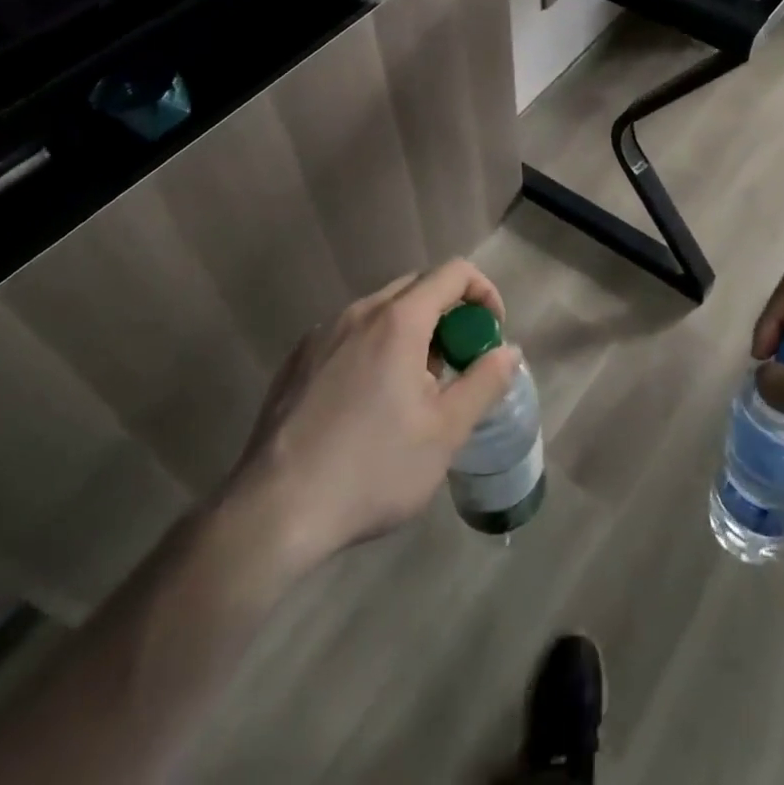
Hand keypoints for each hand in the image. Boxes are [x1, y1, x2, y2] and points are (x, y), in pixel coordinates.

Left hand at [226, 259, 520, 568]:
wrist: (273, 511)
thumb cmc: (372, 469)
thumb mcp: (445, 433)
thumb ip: (485, 382)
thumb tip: (510, 350)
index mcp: (398, 320)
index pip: (454, 273)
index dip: (484, 293)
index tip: (490, 335)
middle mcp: (359, 312)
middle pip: (418, 287)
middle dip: (449, 315)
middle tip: (456, 366)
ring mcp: (322, 333)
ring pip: (382, 311)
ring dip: (412, 333)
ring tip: (413, 392)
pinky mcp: (297, 359)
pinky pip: (350, 334)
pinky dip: (376, 348)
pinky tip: (368, 405)